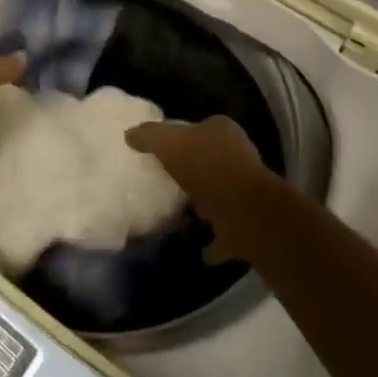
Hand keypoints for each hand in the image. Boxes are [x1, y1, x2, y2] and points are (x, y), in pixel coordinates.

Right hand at [126, 116, 266, 251]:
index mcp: (223, 131)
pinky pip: (225, 230)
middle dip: (193, 170)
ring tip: (179, 213)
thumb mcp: (168, 143)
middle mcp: (238, 156)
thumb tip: (130, 134)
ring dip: (204, 203)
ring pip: (219, 193)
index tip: (162, 151)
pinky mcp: (248, 221)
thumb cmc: (206, 167)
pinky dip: (214, 240)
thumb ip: (149, 136)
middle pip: (210, 160)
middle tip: (167, 181)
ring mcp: (245, 190)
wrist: (244, 211)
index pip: (200, 127)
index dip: (182, 137)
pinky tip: (198, 249)